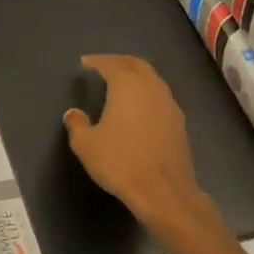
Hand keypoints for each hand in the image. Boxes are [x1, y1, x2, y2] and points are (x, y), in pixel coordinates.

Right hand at [64, 54, 215, 242]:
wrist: (165, 193)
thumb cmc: (121, 163)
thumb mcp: (87, 146)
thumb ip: (77, 125)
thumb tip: (73, 113)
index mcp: (127, 86)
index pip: (111, 63)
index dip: (97, 61)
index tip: (85, 63)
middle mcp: (151, 88)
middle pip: (136, 64)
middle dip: (119, 61)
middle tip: (104, 66)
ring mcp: (169, 104)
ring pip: (152, 79)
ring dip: (136, 75)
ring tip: (121, 84)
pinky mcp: (179, 123)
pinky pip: (160, 96)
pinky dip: (147, 93)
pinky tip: (139, 108)